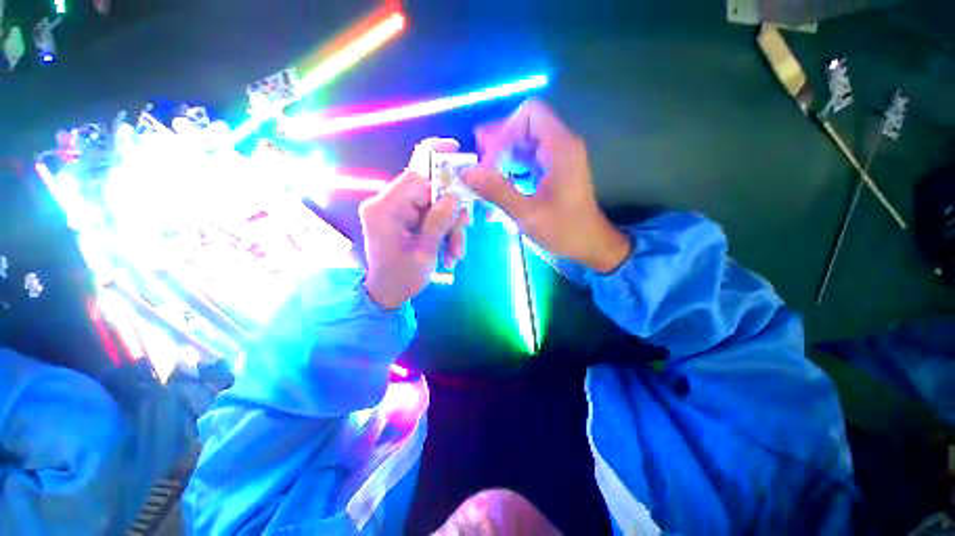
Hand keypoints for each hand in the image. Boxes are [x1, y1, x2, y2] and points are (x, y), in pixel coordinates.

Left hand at [360, 138, 470, 309]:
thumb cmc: (401, 279)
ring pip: (433, 206)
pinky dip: (443, 231)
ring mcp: (396, 211)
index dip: (437, 162)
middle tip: (466, 228)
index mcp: (384, 209)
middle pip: (428, 192)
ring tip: (456, 253)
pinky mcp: (404, 218)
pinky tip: (450, 252)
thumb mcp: (424, 254)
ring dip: (450, 227)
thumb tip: (454, 196)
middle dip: (451, 212)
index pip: (414, 175)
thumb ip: (438, 223)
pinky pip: (430, 216)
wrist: (386, 294)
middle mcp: (387, 204)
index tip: (458, 152)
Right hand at [463, 99, 631, 272]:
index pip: (530, 114)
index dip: (504, 129)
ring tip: (484, 178)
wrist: (590, 245)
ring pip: (524, 144)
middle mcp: (561, 146)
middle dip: (499, 143)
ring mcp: (557, 159)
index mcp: (561, 148)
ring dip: (503, 157)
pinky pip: (527, 160)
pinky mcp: (552, 172)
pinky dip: (511, 169)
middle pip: (524, 127)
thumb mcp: (528, 214)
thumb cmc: (564, 231)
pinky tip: (499, 186)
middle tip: (479, 166)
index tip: (487, 156)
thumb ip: (497, 191)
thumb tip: (466, 172)